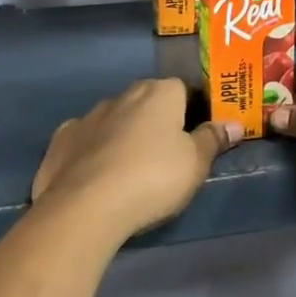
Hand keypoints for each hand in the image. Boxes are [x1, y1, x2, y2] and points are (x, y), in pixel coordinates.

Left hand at [31, 79, 240, 243]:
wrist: (84, 207)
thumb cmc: (152, 179)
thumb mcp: (195, 164)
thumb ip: (213, 140)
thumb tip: (234, 124)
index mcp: (159, 93)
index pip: (183, 89)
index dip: (192, 110)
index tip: (197, 136)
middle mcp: (123, 95)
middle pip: (147, 101)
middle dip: (156, 121)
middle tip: (166, 155)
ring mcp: (88, 116)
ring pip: (115, 119)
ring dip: (124, 134)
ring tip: (130, 170)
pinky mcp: (61, 140)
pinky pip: (85, 139)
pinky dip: (93, 150)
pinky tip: (96, 174)